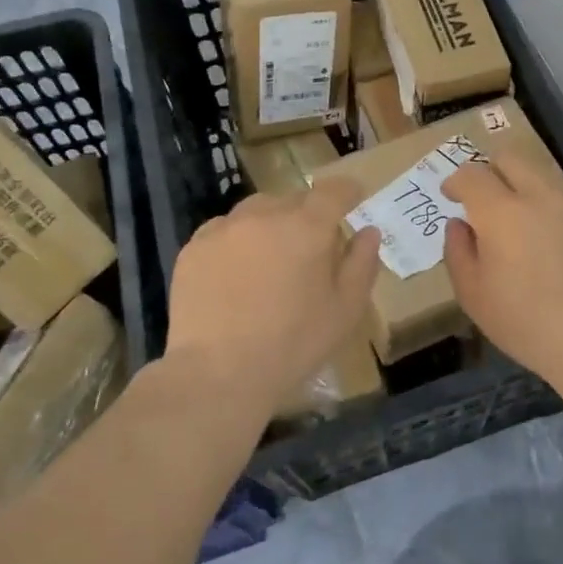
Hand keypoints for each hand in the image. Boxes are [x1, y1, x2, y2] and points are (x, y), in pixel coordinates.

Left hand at [164, 180, 380, 424]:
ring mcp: (224, 229)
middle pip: (292, 199)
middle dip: (307, 215)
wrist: (218, 373)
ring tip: (270, 259)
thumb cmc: (293, 344)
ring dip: (270, 224)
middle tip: (311, 246)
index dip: (347, 191)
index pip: (333, 191)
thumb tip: (369, 231)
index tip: (354, 198)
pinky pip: (223, 231)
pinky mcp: (193, 248)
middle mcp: (264, 215)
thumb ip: (361, 264)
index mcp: (307, 227)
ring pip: (255, 211)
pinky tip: (236, 274)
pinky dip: (236, 242)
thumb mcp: (344, 310)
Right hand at [442, 152, 562, 390]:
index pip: (471, 174)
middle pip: (510, 156)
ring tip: (537, 232)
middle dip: (493, 171)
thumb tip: (460, 223)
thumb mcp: (474, 297)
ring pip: (547, 177)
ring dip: (532, 194)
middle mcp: (543, 195)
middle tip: (491, 200)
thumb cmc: (528, 326)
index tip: (453, 196)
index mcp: (502, 213)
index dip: (456, 181)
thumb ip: (457, 251)